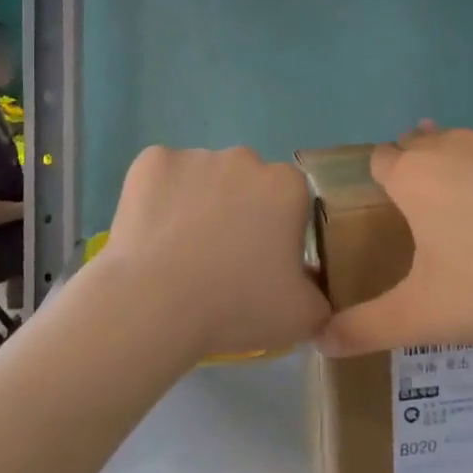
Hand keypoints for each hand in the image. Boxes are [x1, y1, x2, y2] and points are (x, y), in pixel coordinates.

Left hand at [97, 145, 330, 362]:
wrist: (154, 304)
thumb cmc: (235, 306)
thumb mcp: (302, 317)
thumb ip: (320, 297)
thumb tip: (312, 286)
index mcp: (287, 186)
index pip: (290, 200)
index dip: (277, 231)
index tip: (261, 263)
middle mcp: (244, 158)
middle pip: (247, 183)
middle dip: (239, 211)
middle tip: (221, 260)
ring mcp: (195, 155)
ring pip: (204, 178)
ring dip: (199, 204)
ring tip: (179, 252)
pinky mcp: (151, 160)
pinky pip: (162, 177)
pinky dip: (158, 198)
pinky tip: (151, 234)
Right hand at [317, 126, 472, 356]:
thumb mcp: (424, 317)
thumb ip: (365, 328)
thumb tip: (319, 342)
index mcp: (415, 175)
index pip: (379, 161)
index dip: (381, 187)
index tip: (395, 221)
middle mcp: (453, 145)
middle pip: (420, 147)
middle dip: (419, 176)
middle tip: (435, 228)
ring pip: (467, 148)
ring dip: (464, 173)